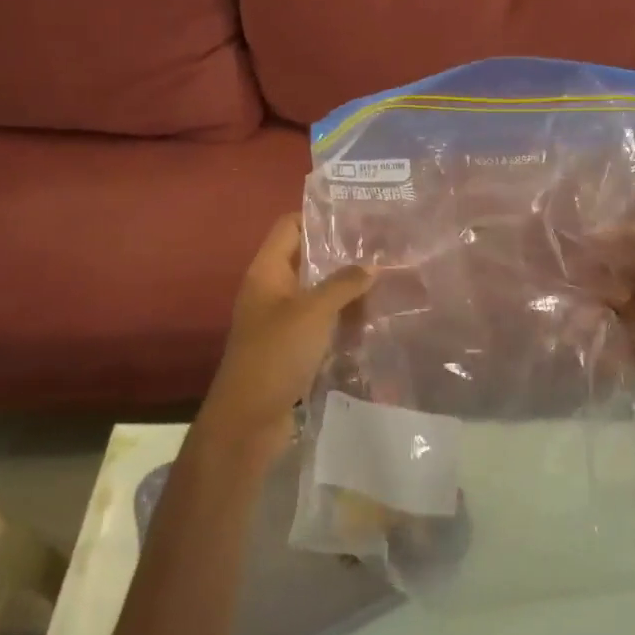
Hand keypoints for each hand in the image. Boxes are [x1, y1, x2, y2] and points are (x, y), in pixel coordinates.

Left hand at [202, 214, 373, 462]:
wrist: (248, 420)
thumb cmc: (276, 354)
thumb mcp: (313, 312)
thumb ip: (343, 284)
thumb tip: (372, 265)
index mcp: (267, 271)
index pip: (290, 226)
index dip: (319, 216)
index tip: (357, 215)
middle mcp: (271, 290)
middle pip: (306, 258)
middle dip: (341, 253)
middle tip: (382, 246)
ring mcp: (280, 320)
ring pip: (316, 292)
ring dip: (345, 287)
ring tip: (386, 277)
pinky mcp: (292, 347)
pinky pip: (320, 322)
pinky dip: (342, 317)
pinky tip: (373, 317)